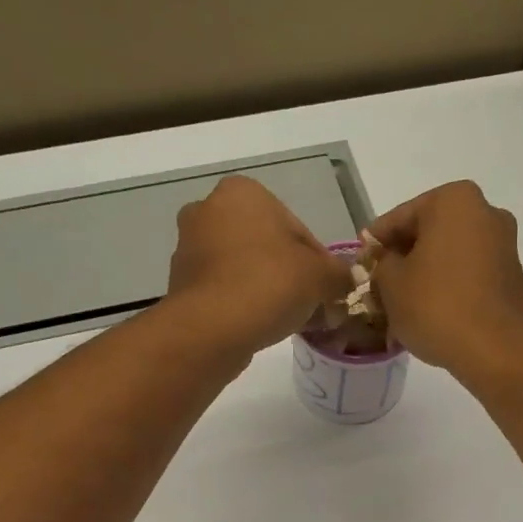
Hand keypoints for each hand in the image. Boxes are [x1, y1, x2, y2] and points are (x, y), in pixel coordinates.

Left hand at [166, 176, 353, 356]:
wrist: (211, 329)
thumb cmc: (269, 285)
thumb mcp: (321, 277)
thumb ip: (339, 275)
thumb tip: (343, 283)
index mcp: (243, 192)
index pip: (296, 228)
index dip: (318, 262)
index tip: (327, 289)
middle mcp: (208, 209)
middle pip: (267, 245)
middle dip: (289, 273)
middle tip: (310, 304)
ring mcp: (188, 247)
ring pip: (244, 267)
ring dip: (265, 288)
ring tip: (287, 319)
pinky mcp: (179, 283)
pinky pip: (224, 289)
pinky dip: (242, 303)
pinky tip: (260, 325)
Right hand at [368, 181, 522, 375]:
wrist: (496, 350)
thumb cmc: (437, 306)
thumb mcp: (390, 283)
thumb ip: (381, 264)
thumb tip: (386, 262)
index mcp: (453, 200)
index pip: (397, 219)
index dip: (373, 245)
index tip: (359, 267)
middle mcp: (484, 212)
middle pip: (426, 234)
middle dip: (401, 261)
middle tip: (377, 289)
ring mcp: (503, 244)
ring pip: (447, 256)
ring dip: (423, 276)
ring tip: (400, 306)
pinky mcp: (511, 276)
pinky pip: (467, 274)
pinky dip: (446, 288)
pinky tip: (428, 313)